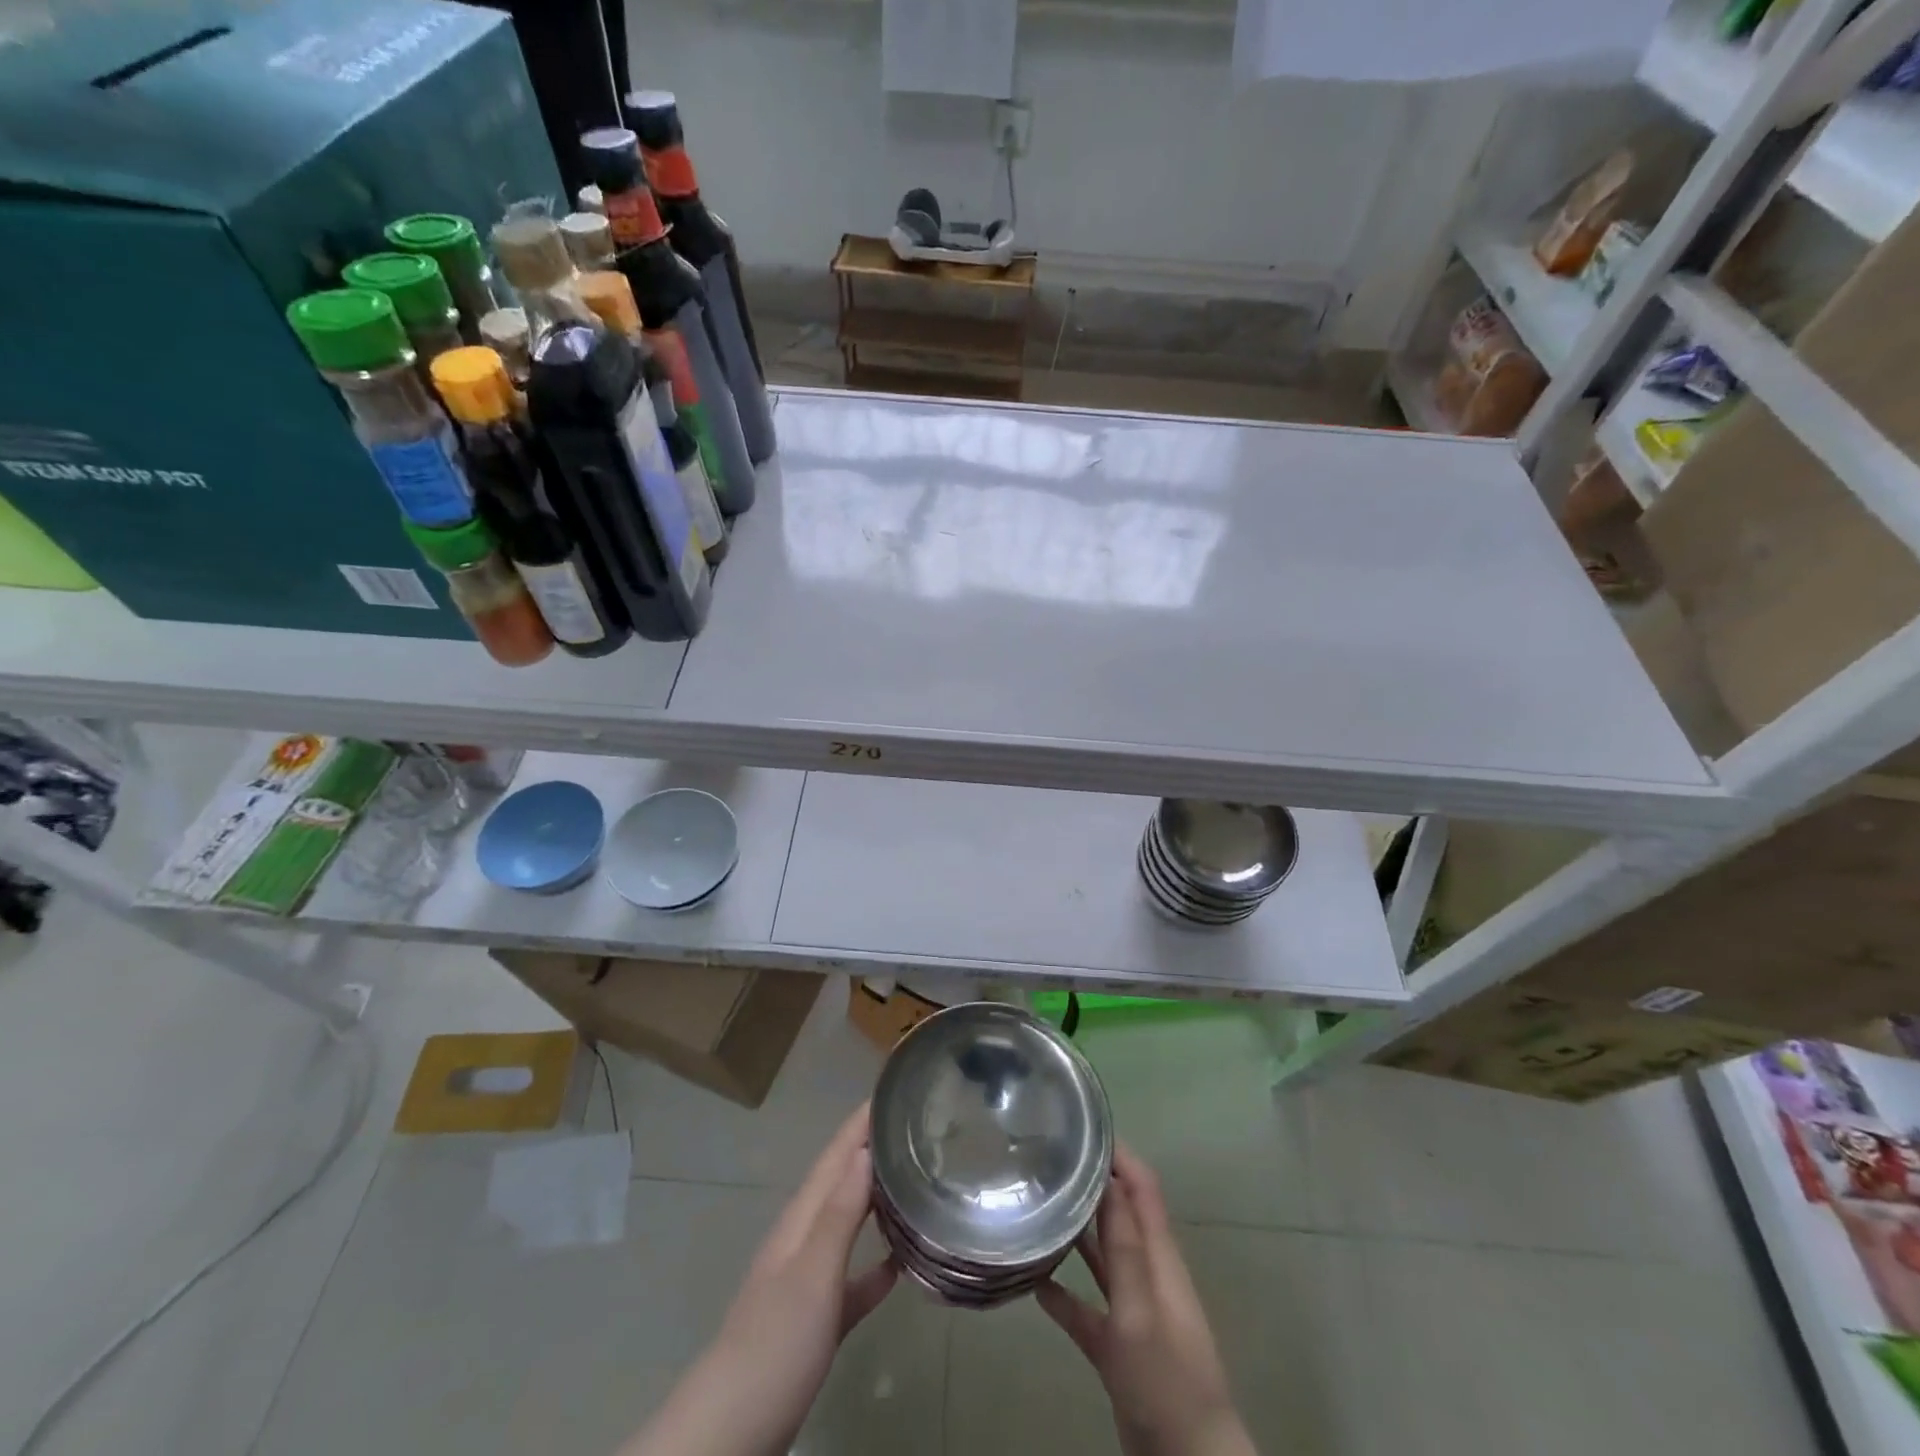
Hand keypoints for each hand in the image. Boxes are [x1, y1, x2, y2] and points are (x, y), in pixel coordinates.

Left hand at [621, 1105, 896, 1455]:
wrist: (731, 1432)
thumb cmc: (774, 1343)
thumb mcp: (811, 1274)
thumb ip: (839, 1214)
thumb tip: (864, 1149)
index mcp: (802, 1220)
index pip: (835, 1156)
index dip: (861, 1122)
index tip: (893, 1089)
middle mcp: (804, 1239)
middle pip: (842, 1181)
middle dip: (872, 1150)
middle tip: (915, 1125)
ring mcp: (808, 1281)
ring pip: (849, 1224)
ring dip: (876, 1199)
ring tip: (916, 1179)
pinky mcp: (816, 1321)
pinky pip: (853, 1278)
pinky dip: (876, 1265)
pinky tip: (901, 1263)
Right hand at [1039, 1146, 1253, 1455]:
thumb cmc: (1166, 1378)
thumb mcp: (1140, 1309)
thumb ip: (1124, 1246)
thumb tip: (1106, 1179)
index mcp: (1160, 1257)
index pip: (1142, 1187)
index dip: (1118, 1154)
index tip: (1082, 1126)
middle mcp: (1147, 1273)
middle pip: (1120, 1213)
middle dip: (1090, 1184)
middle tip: (1046, 1160)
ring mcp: (1133, 1309)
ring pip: (1102, 1256)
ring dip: (1075, 1231)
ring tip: (1036, 1205)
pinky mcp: (1117, 1345)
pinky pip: (1086, 1307)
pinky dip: (1063, 1292)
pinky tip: (1033, 1282)